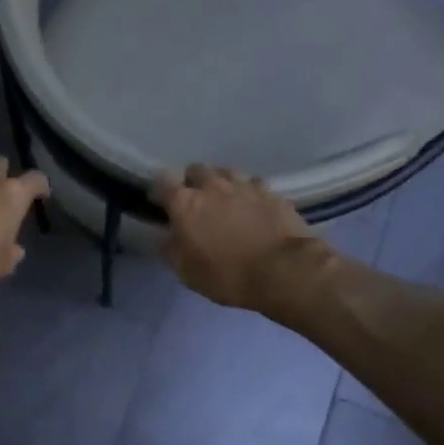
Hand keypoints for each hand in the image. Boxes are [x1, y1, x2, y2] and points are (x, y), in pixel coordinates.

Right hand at [153, 164, 322, 310]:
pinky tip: (252, 205)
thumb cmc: (227, 274)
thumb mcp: (187, 272)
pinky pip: (252, 183)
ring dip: (220, 182)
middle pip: (195, 170)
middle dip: (191, 181)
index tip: (160, 203)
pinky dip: (247, 191)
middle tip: (194, 201)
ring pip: (225, 172)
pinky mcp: (271, 191)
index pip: (163, 182)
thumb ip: (171, 249)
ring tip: (224, 199)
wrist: (283, 270)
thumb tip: (166, 237)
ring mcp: (244, 185)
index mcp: (185, 203)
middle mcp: (212, 185)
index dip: (159, 191)